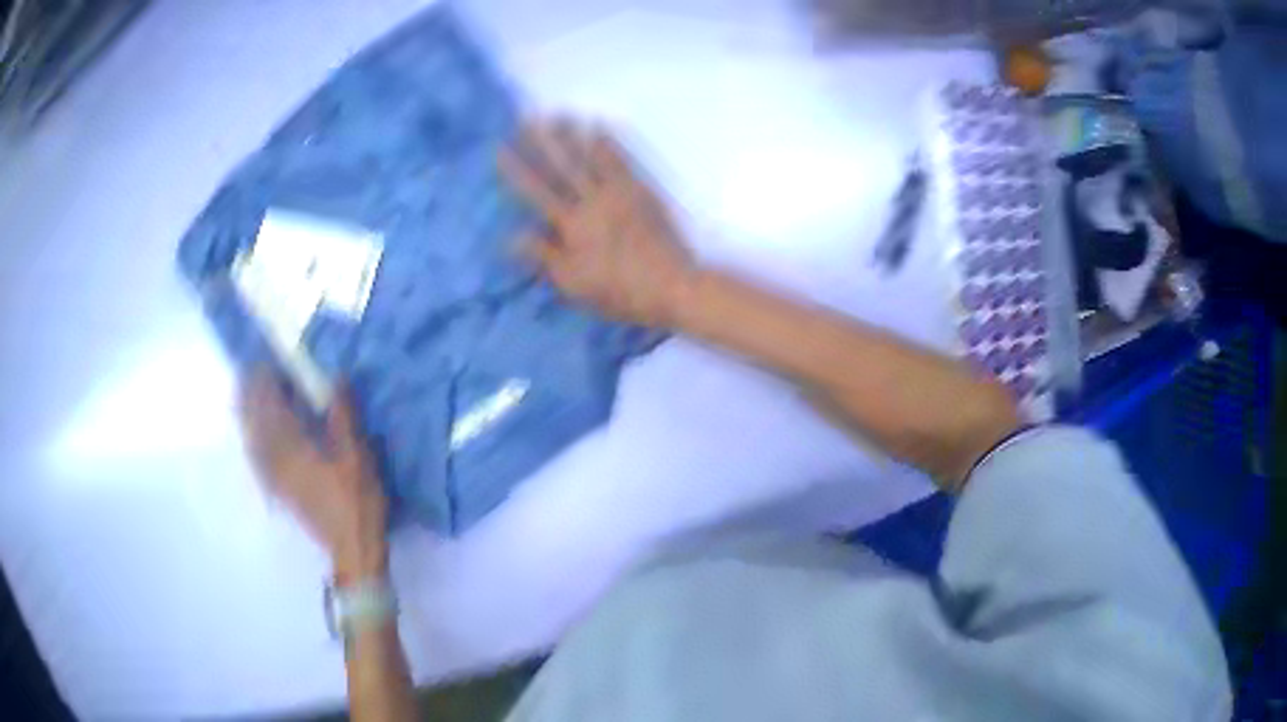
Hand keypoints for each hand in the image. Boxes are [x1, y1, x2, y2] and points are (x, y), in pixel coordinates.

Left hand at [240, 372, 387, 579]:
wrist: (353, 548)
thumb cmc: (357, 501)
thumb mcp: (358, 456)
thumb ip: (343, 417)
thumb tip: (336, 378)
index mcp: (294, 448)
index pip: (272, 406)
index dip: (266, 383)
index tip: (265, 361)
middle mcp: (277, 460)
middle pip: (255, 422)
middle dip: (249, 396)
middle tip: (248, 373)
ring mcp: (275, 478)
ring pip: (252, 441)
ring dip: (246, 417)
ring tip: (243, 398)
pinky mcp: (280, 491)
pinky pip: (256, 461)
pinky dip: (251, 443)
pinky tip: (252, 439)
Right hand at [500, 119, 696, 327]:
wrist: (671, 285)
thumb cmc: (619, 291)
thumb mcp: (573, 283)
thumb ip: (543, 256)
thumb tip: (511, 236)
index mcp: (571, 225)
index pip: (537, 192)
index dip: (517, 169)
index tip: (501, 148)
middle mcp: (592, 202)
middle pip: (563, 166)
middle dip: (543, 141)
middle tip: (528, 118)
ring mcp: (619, 193)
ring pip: (590, 158)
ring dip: (573, 135)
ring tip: (559, 115)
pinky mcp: (641, 192)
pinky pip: (621, 162)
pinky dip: (609, 144)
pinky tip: (600, 129)